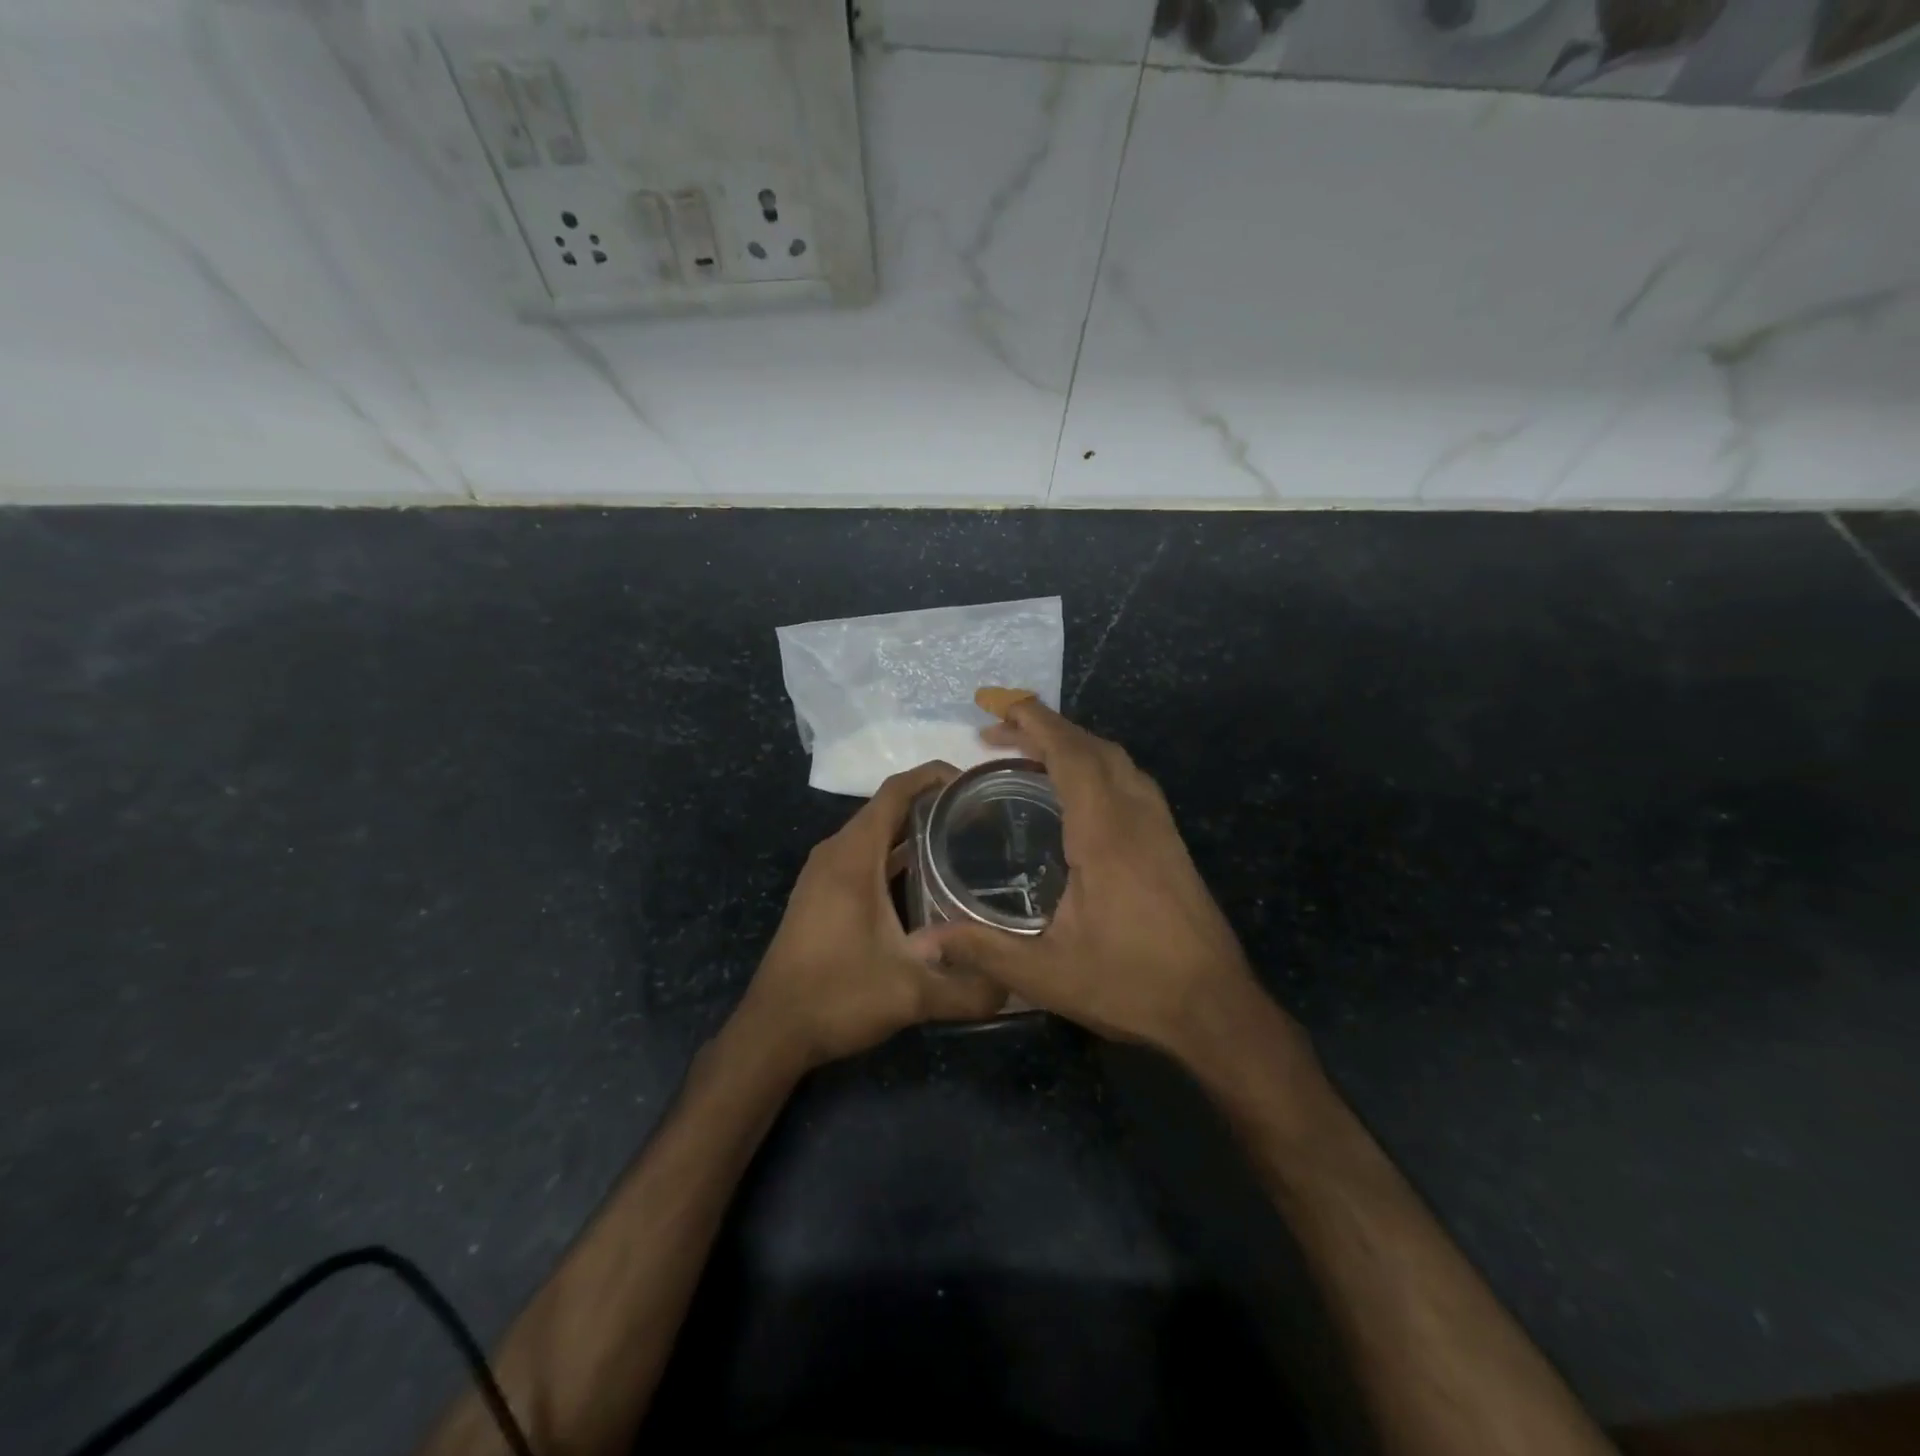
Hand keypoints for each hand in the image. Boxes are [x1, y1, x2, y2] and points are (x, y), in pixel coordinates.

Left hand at [737, 762, 1006, 1071]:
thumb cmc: (837, 997)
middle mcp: (836, 853)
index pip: (897, 791)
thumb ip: (969, 988)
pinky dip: (896, 855)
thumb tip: (1017, 985)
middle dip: (934, 804)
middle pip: (888, 808)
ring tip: (966, 840)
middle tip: (985, 815)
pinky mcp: (823, 894)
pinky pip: (865, 856)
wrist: (772, 1031)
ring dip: (915, 830)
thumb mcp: (911, 994)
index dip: (935, 776)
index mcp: (853, 856)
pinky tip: (929, 879)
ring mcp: (825, 873)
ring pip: (876, 833)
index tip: (977, 783)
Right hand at [923, 697, 1305, 1075]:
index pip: (1071, 755)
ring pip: (1118, 761)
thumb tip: (920, 942)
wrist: (1216, 1009)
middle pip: (1094, 747)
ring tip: (1032, 755)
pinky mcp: (1172, 843)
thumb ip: (981, 950)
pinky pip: (1132, 781)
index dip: (1036, 723)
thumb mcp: (1046, 974)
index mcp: (1105, 833)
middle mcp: (1136, 816)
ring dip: (1076, 744)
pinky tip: (1080, 792)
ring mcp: (1161, 827)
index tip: (1001, 707)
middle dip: (1047, 729)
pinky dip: (1099, 766)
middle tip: (999, 734)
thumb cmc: (1131, 985)